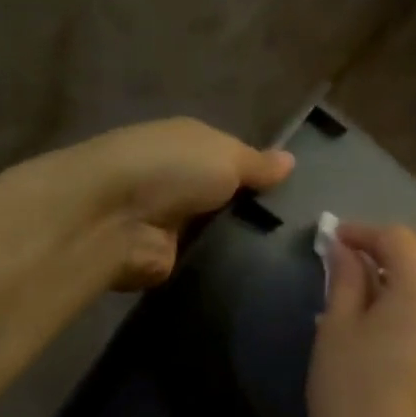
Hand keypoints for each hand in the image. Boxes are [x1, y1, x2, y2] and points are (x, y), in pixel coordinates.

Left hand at [20, 118, 293, 290]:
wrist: (111, 218)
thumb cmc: (171, 169)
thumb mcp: (226, 155)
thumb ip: (258, 163)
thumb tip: (291, 160)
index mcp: (190, 144)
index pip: (235, 158)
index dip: (262, 173)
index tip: (299, 193)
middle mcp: (180, 180)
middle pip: (230, 197)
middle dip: (259, 210)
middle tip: (304, 228)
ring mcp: (173, 221)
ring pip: (223, 231)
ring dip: (246, 240)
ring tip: (292, 253)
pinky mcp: (170, 258)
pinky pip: (210, 262)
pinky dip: (229, 267)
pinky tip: (264, 272)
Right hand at [308, 224, 415, 416]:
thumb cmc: (352, 393)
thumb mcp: (338, 329)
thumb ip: (345, 279)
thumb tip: (344, 249)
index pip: (399, 238)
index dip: (364, 233)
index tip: (336, 239)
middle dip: (410, 239)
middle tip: (370, 257)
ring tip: (384, 281)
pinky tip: (401, 307)